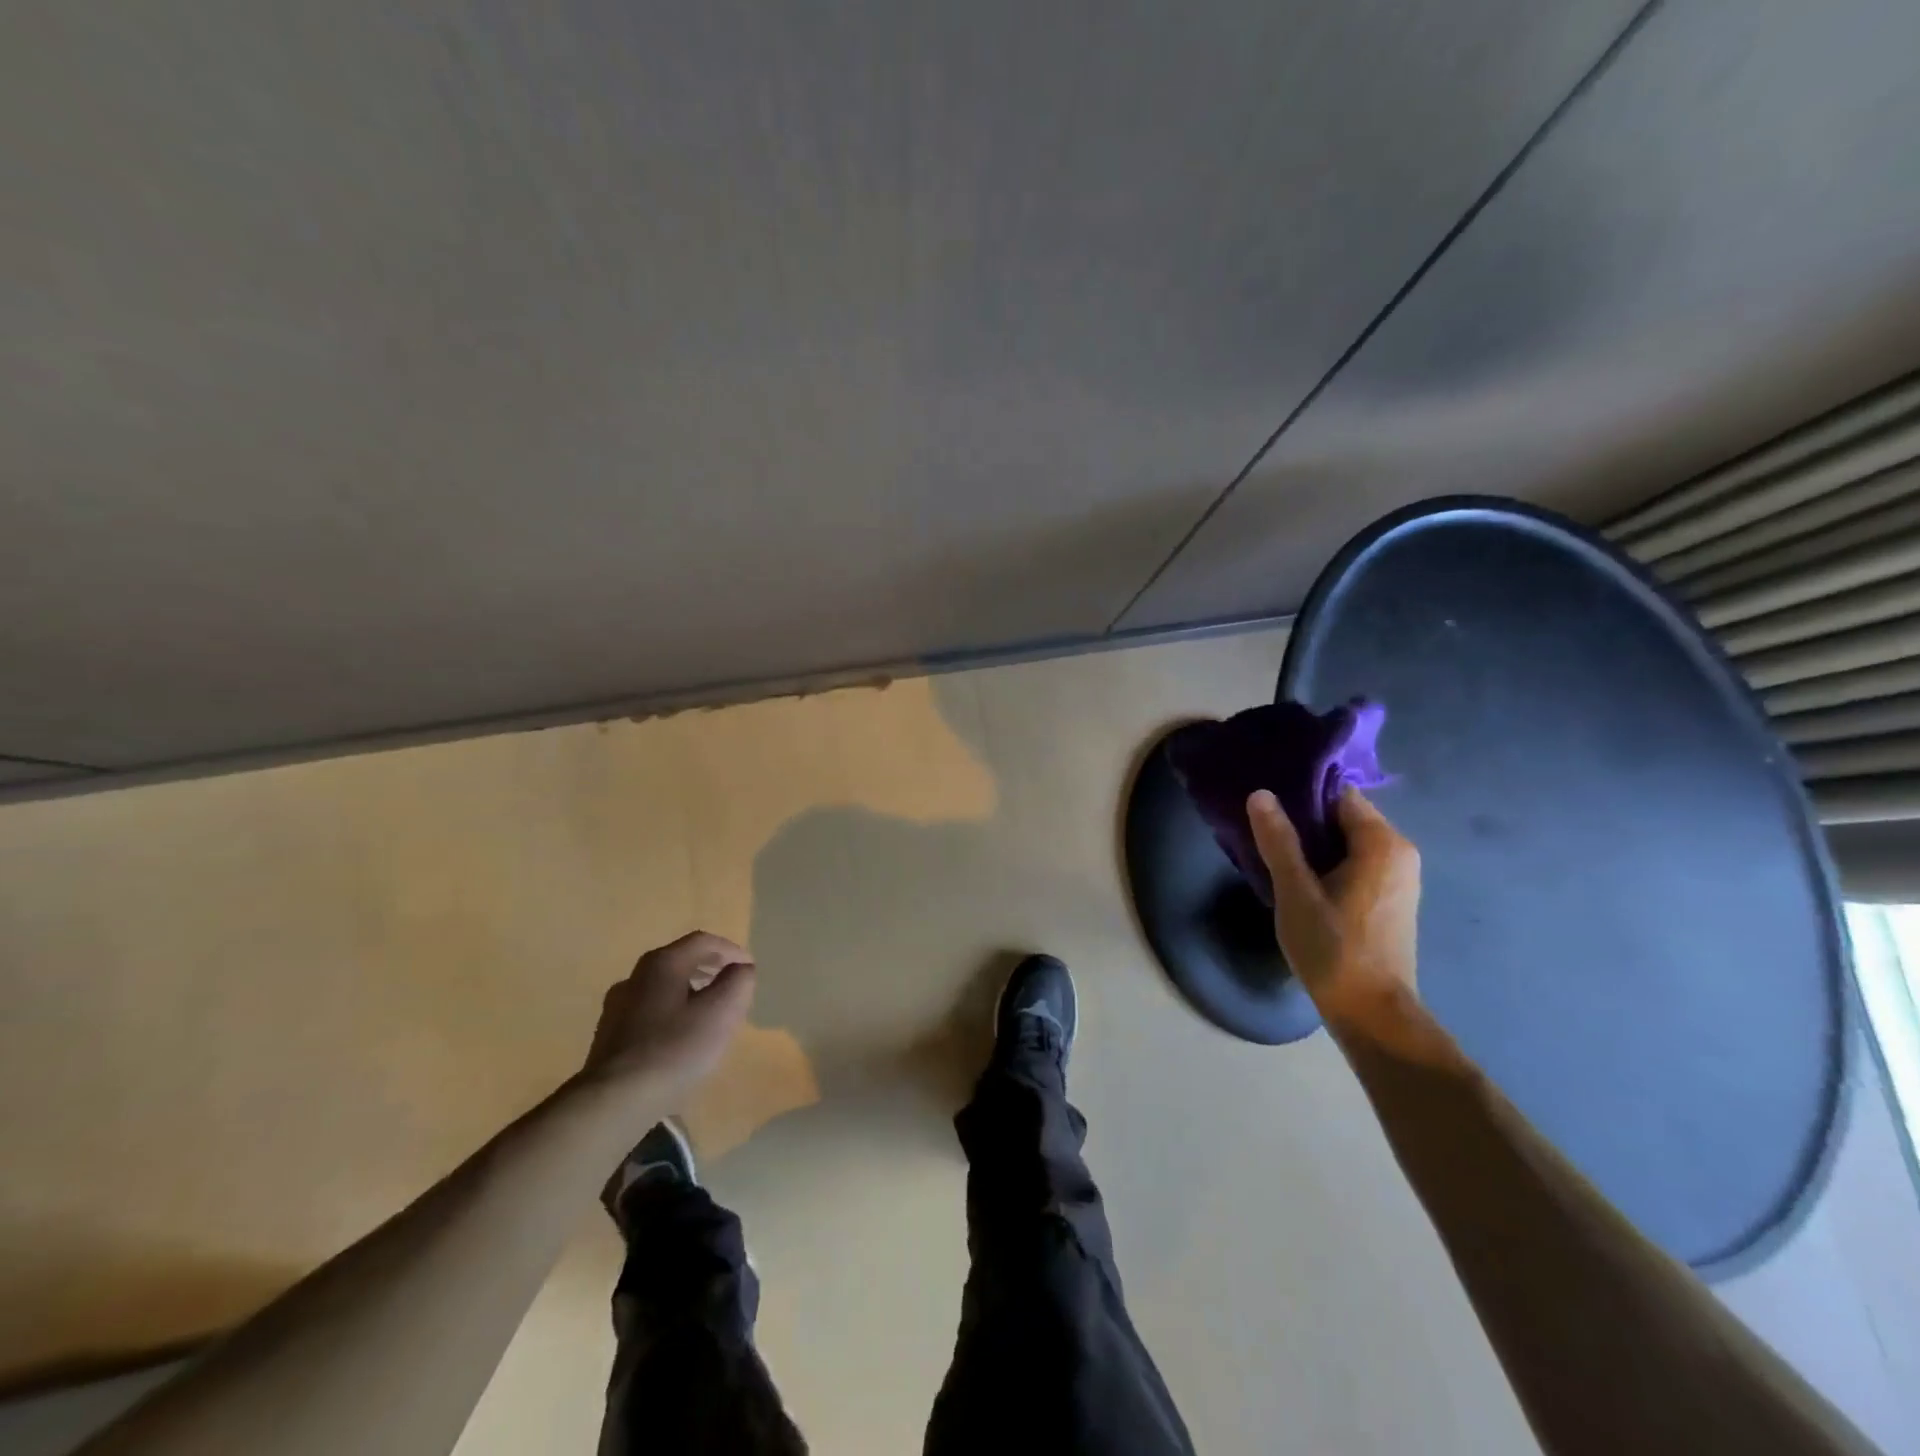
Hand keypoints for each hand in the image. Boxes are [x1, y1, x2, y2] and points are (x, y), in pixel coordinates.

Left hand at [580, 931, 756, 1106]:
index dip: (731, 950)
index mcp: (662, 964)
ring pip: (663, 986)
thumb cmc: (675, 1050)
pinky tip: (679, 1038)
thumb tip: (740, 969)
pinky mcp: (609, 1034)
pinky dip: (672, 1012)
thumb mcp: (722, 1012)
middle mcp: (635, 976)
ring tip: (709, 1013)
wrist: (613, 1102)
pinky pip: (649, 1010)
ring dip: (690, 991)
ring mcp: (617, 1006)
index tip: (749, 969)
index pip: (703, 941)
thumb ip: (738, 982)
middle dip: (710, 969)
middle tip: (732, 988)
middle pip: (680, 960)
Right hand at [1247, 787, 1420, 1034]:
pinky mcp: (1390, 901)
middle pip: (1344, 818)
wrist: (1371, 1013)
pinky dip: (1328, 865)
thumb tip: (1261, 794)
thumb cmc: (1333, 948)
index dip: (1302, 795)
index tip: (1268, 803)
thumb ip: (1279, 841)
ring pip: (1348, 843)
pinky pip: (1355, 865)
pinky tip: (1299, 881)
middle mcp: (1399, 854)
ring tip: (1274, 853)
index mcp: (1382, 843)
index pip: (1340, 795)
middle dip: (1304, 821)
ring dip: (1313, 845)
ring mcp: (1399, 879)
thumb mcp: (1296, 892)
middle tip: (1262, 829)